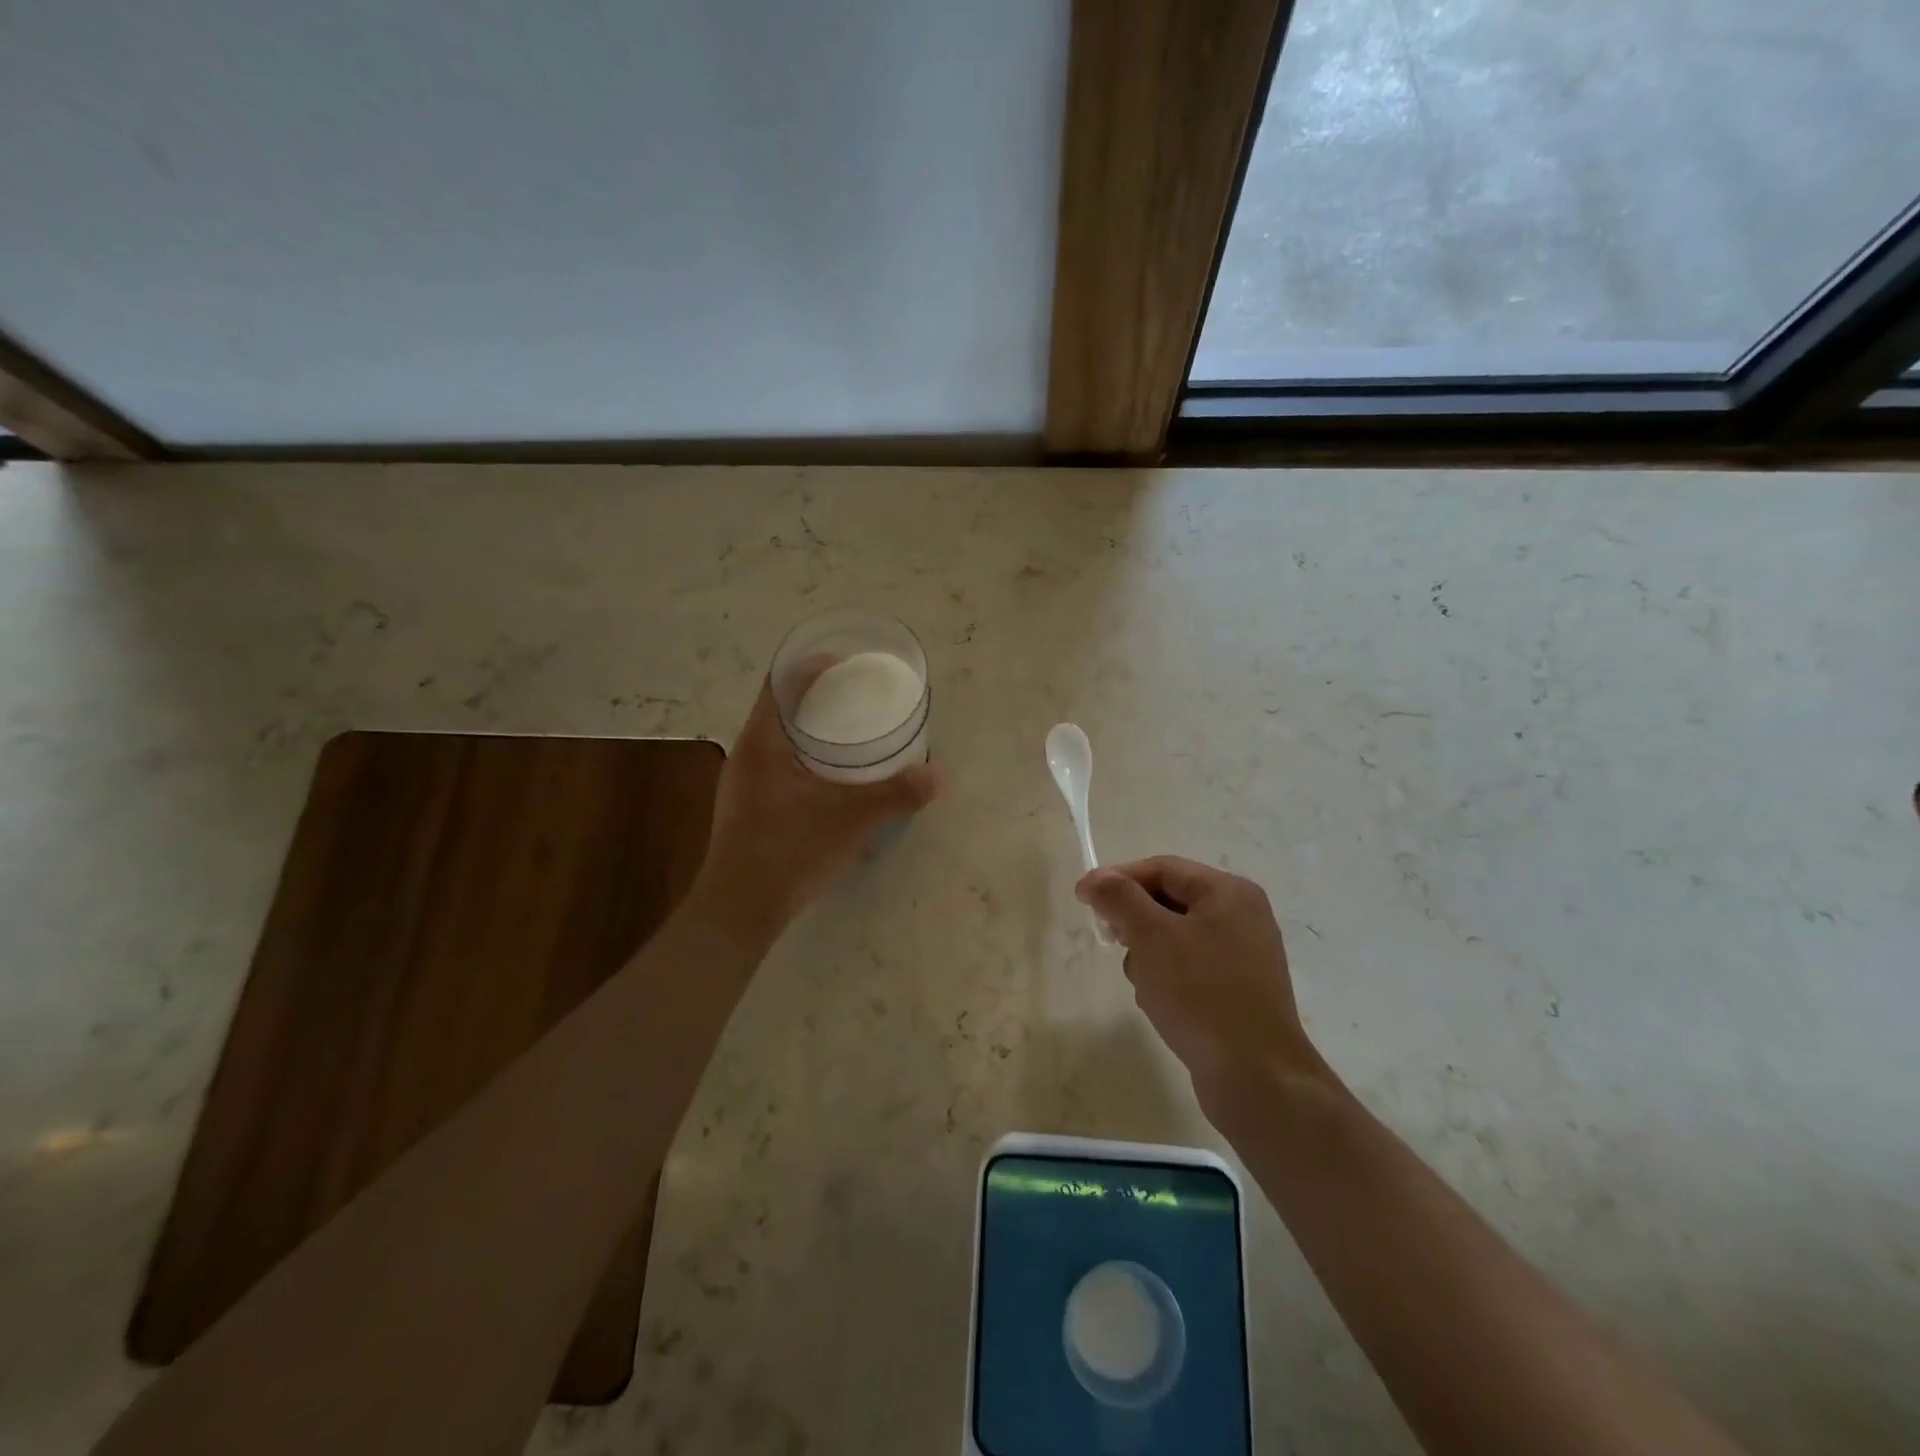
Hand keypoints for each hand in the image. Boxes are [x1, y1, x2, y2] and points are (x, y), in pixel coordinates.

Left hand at [694, 678, 939, 939]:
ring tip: (848, 730)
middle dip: (816, 695)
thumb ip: (895, 795)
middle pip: (779, 706)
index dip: (809, 666)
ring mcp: (744, 781)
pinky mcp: (748, 804)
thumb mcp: (850, 820)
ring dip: (809, 726)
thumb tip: (938, 775)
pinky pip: (777, 761)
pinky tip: (829, 774)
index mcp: (761, 742)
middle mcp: (746, 753)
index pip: (778, 683)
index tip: (845, 664)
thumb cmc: (788, 851)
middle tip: (856, 695)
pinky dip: (803, 754)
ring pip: (777, 736)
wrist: (739, 909)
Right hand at [1077, 857, 1322, 1122]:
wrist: (1257, 1078)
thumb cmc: (1202, 994)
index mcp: (1229, 892)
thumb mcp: (1152, 936)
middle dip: (1134, 921)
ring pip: (1174, 938)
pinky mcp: (1237, 991)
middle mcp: (1241, 916)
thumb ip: (1120, 899)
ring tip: (1144, 983)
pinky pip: (1189, 969)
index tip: (1082, 899)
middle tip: (1111, 941)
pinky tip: (1161, 1004)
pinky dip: (1167, 979)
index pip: (1162, 868)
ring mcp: (1242, 956)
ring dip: (1148, 954)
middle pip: (1169, 901)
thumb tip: (1096, 878)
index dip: (1118, 878)